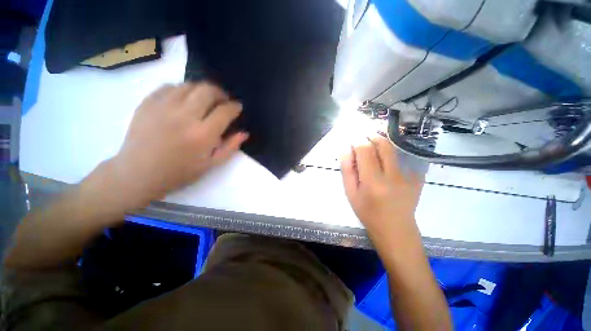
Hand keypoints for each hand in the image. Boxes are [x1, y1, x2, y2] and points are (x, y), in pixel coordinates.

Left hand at [107, 82, 247, 208]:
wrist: (138, 174)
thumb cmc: (179, 173)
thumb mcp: (211, 165)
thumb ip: (230, 147)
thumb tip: (244, 133)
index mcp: (203, 135)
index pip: (225, 111)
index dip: (235, 107)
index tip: (237, 107)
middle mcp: (184, 116)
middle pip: (208, 91)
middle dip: (221, 93)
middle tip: (223, 101)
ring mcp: (163, 107)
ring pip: (189, 85)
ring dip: (202, 90)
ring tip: (205, 100)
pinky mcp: (147, 103)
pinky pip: (169, 86)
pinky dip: (182, 90)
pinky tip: (184, 100)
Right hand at [340, 135, 422, 235]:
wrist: (395, 229)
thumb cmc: (367, 212)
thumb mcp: (351, 193)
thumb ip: (347, 170)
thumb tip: (345, 149)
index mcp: (373, 182)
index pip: (365, 150)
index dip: (357, 140)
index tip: (352, 139)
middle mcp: (393, 176)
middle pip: (383, 144)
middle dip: (371, 136)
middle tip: (362, 137)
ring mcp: (408, 176)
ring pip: (393, 150)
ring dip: (380, 144)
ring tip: (371, 146)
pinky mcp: (416, 178)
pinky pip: (401, 159)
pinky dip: (390, 156)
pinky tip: (385, 163)